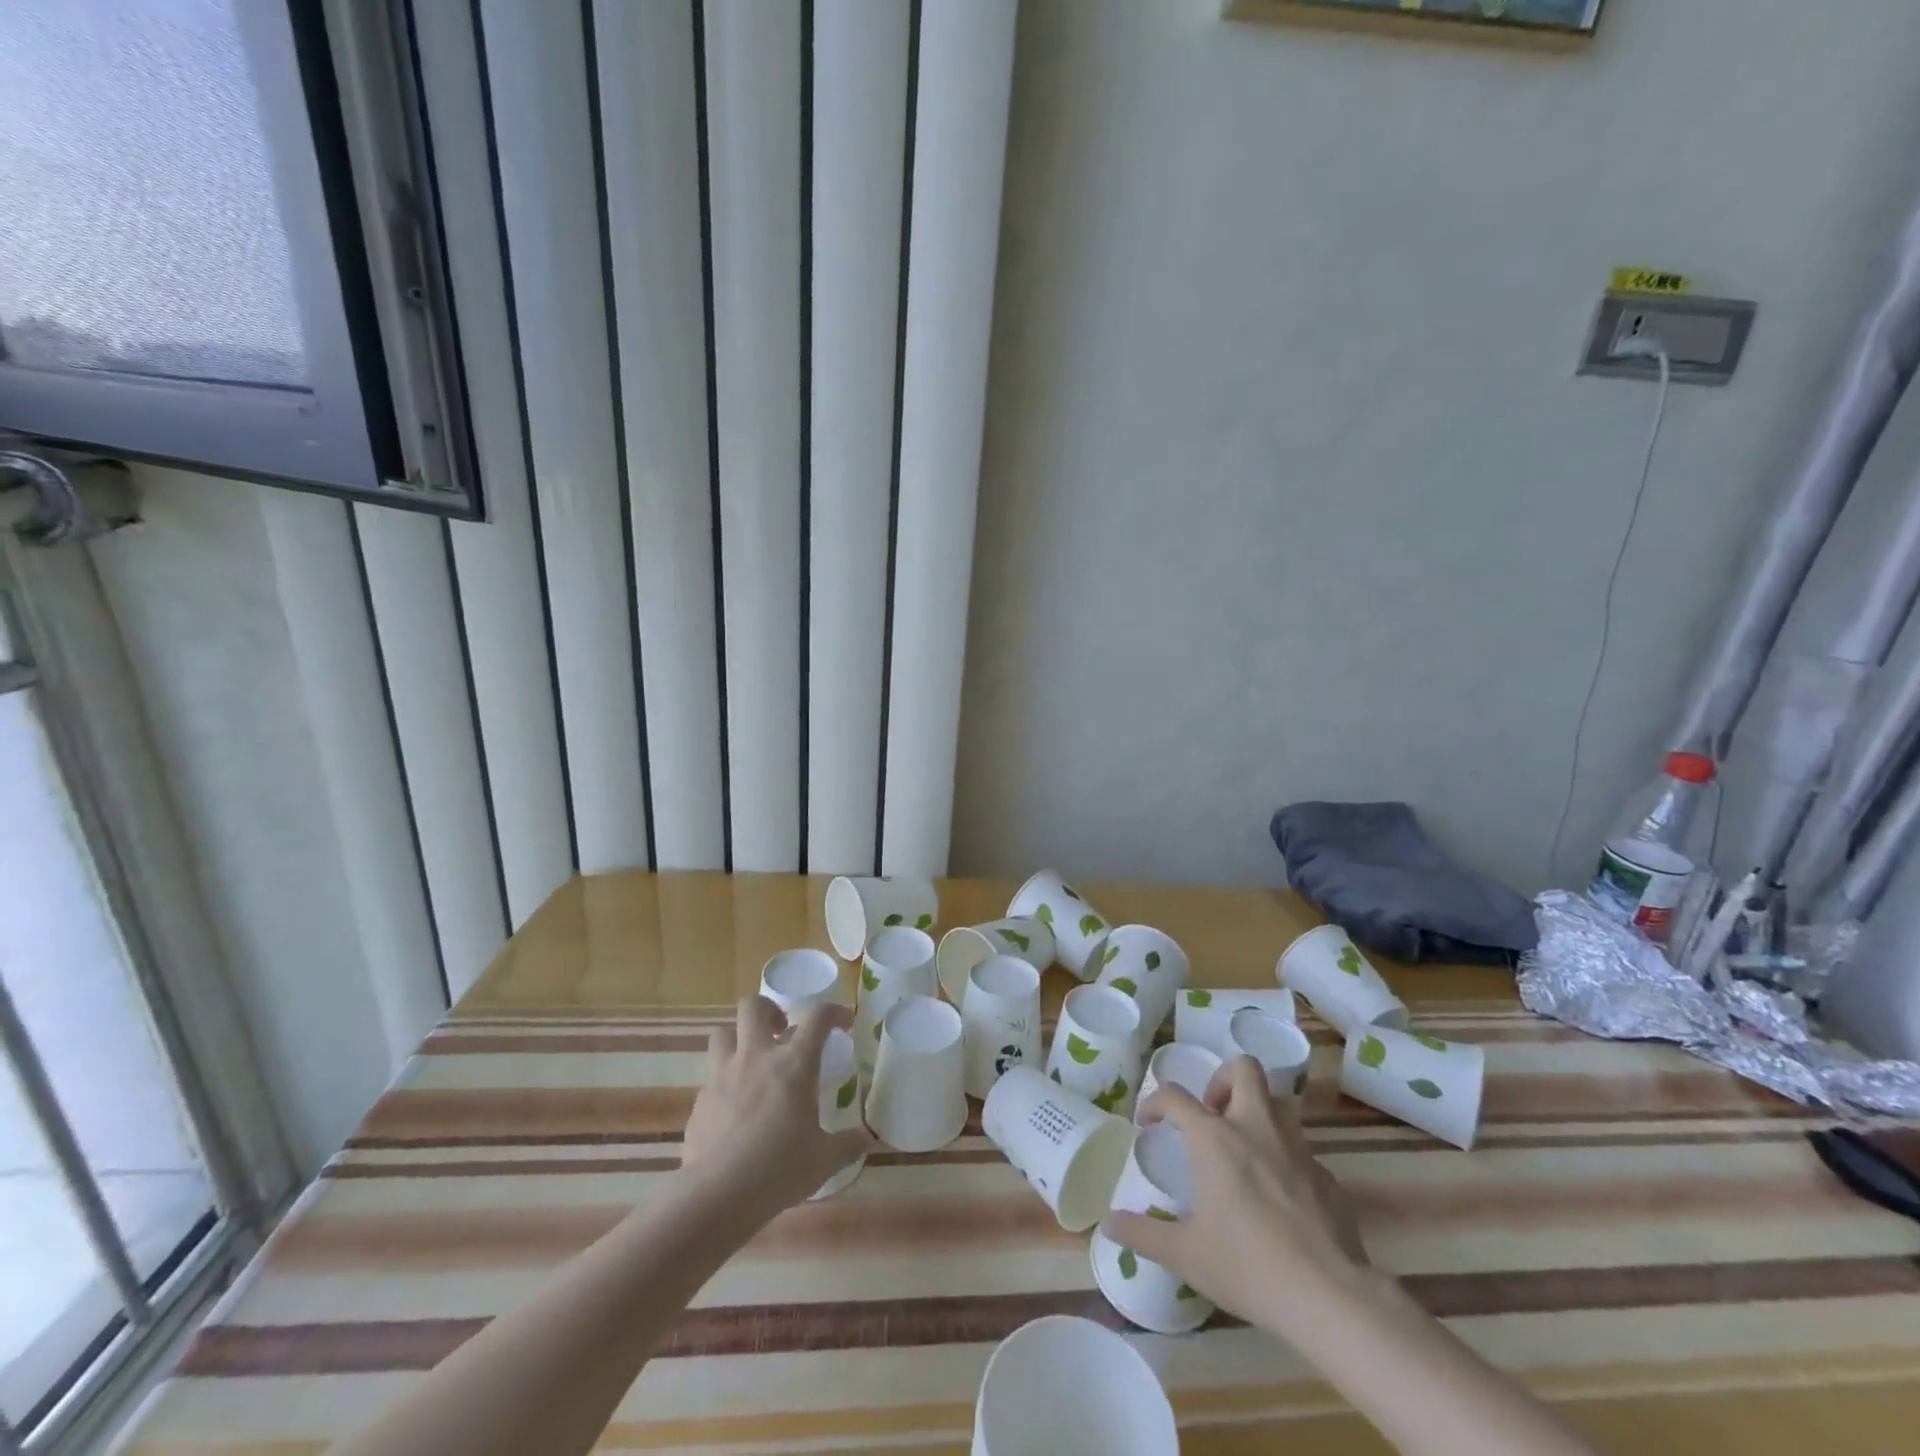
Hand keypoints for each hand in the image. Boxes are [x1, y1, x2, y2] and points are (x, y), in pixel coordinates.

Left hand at [680, 996, 871, 1215]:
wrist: (717, 1195)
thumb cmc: (778, 1169)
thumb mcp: (824, 1160)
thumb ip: (847, 1145)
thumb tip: (867, 1140)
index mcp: (794, 1063)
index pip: (817, 1017)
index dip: (834, 1012)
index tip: (842, 1022)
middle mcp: (756, 1057)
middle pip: (754, 1006)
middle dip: (769, 1010)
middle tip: (782, 1031)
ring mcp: (723, 1075)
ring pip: (723, 1033)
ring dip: (738, 1039)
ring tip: (752, 1061)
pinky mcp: (700, 1100)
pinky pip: (711, 1076)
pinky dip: (724, 1082)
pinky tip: (733, 1108)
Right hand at [1105, 1056, 1368, 1329]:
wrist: (1330, 1297)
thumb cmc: (1247, 1266)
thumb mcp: (1185, 1255)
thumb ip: (1143, 1234)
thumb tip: (1108, 1224)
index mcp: (1215, 1138)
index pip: (1175, 1096)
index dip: (1155, 1103)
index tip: (1148, 1123)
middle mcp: (1255, 1128)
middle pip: (1243, 1069)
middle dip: (1223, 1079)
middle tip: (1211, 1114)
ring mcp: (1297, 1149)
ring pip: (1277, 1103)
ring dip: (1257, 1113)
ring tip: (1244, 1149)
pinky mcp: (1327, 1177)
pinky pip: (1301, 1150)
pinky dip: (1284, 1159)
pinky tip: (1280, 1198)